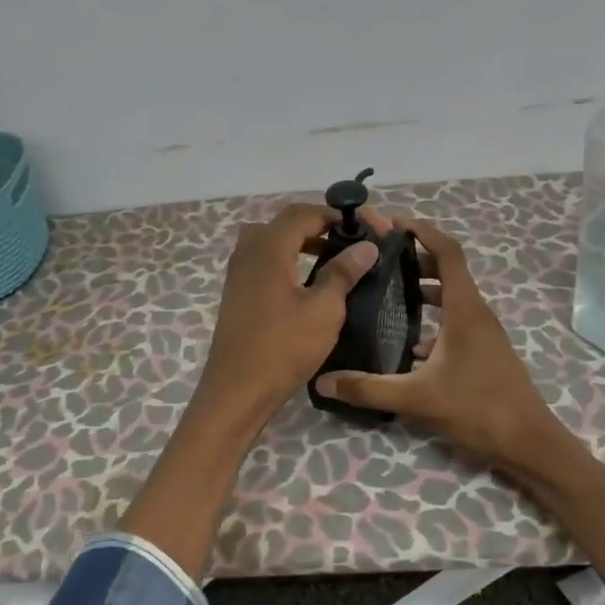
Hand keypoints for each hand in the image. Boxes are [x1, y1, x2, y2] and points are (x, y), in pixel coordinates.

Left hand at [194, 202, 379, 426]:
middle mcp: (249, 251)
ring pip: (272, 240)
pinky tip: (308, 283)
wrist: (237, 390)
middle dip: (320, 225)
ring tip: (333, 259)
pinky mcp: (237, 292)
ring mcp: (238, 272)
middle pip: (286, 223)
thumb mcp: (324, 309)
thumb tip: (366, 247)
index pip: (304, 213)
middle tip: (350, 241)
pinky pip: (264, 260)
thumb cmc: (284, 347)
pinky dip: (288, 260)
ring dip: (303, 242)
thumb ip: (343, 272)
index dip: (337, 215)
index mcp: (269, 248)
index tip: (367, 228)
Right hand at [314, 216, 573, 482]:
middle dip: (415, 258)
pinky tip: (409, 343)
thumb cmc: (478, 409)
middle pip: (447, 270)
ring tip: (387, 292)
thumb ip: (369, 389)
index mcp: (465, 309)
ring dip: (424, 288)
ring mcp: (484, 333)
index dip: (423, 231)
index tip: (393, 223)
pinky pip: (456, 320)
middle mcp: (476, 313)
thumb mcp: (417, 399)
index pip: (447, 252)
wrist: (529, 443)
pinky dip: (433, 317)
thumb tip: (323, 381)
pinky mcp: (484, 351)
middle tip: (378, 258)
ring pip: (452, 297)